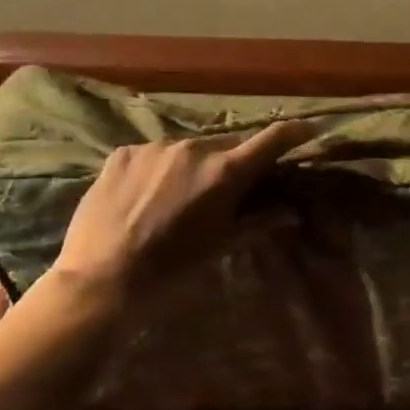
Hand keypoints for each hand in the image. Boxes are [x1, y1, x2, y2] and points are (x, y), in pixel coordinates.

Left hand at [51, 120, 313, 294]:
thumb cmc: (172, 268)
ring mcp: (155, 147)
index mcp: (224, 172)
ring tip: (178, 196)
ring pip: (188, 149)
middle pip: (227, 145)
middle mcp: (193, 148)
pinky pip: (153, 154)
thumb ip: (260, 221)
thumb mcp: (221, 245)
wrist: (101, 279)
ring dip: (193, 165)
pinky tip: (145, 195)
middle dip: (233, 160)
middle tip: (227, 186)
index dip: (293, 132)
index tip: (307, 129)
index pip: (270, 139)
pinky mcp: (123, 153)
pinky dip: (158, 168)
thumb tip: (293, 212)